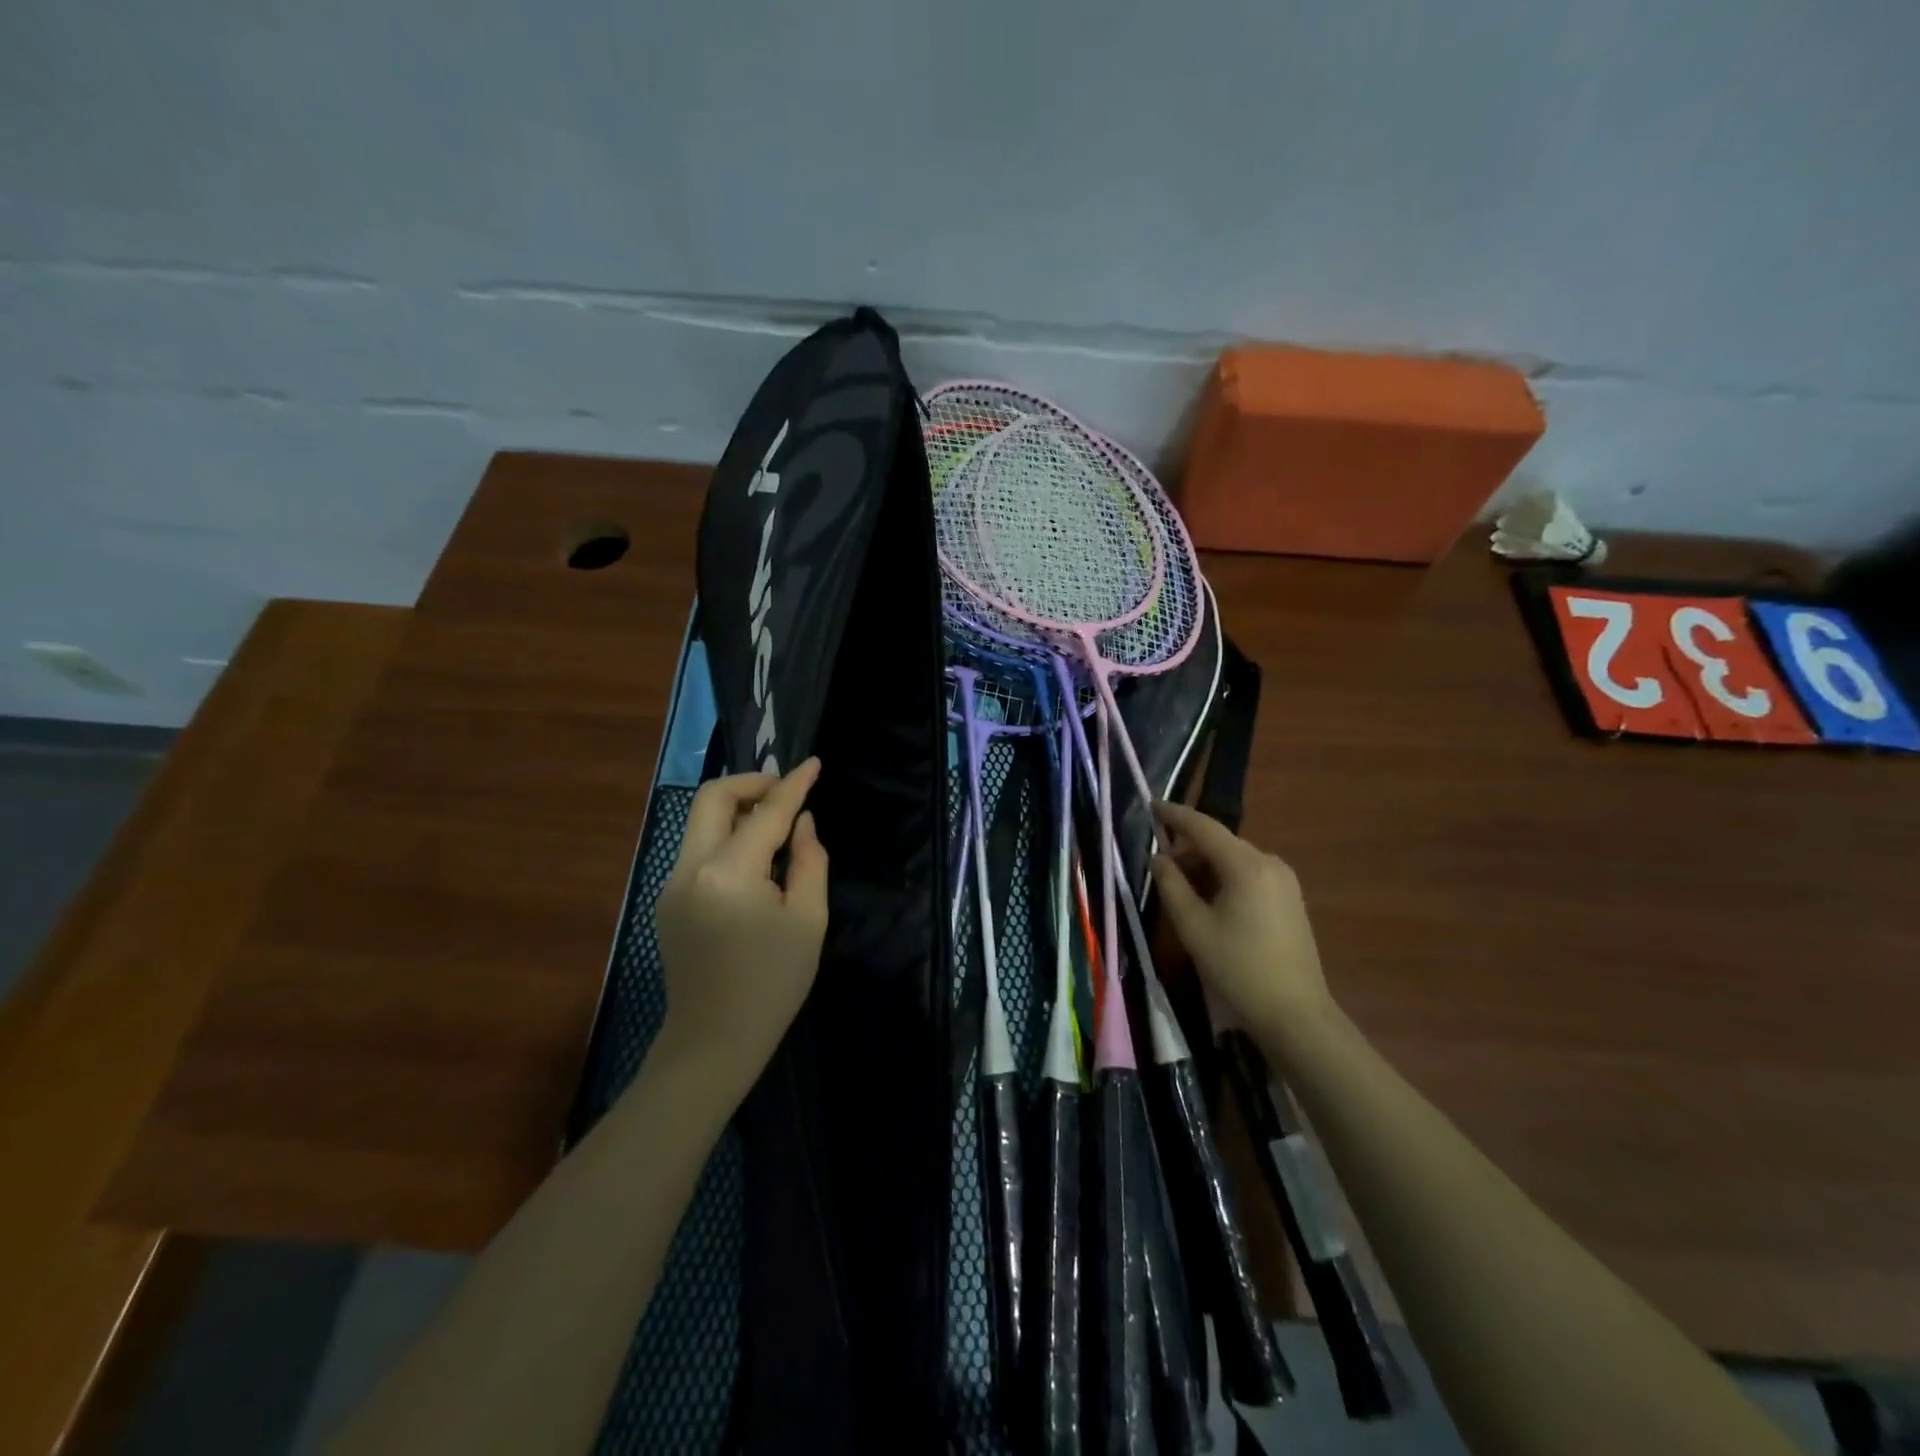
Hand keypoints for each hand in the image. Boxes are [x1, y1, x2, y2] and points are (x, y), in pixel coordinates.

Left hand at [654, 759, 827, 1099]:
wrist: (712, 1043)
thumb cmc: (772, 985)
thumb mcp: (808, 922)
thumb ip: (809, 861)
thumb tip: (802, 823)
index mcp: (728, 873)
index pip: (766, 812)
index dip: (793, 785)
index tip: (813, 764)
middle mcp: (690, 868)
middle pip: (712, 798)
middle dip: (751, 784)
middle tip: (787, 791)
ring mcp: (671, 883)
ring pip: (700, 821)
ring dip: (737, 808)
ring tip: (776, 821)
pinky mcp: (668, 900)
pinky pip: (698, 848)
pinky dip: (726, 836)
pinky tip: (755, 858)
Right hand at [1150, 801, 1333, 1040]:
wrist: (1296, 1014)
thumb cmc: (1238, 968)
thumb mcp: (1193, 927)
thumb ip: (1171, 885)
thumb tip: (1158, 859)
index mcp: (1246, 865)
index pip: (1203, 827)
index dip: (1175, 814)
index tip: (1150, 805)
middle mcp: (1269, 862)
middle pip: (1220, 842)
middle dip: (1188, 849)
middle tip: (1160, 870)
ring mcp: (1284, 880)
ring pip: (1234, 859)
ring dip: (1205, 866)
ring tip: (1182, 891)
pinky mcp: (1290, 898)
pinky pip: (1249, 874)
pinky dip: (1224, 878)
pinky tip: (1210, 902)